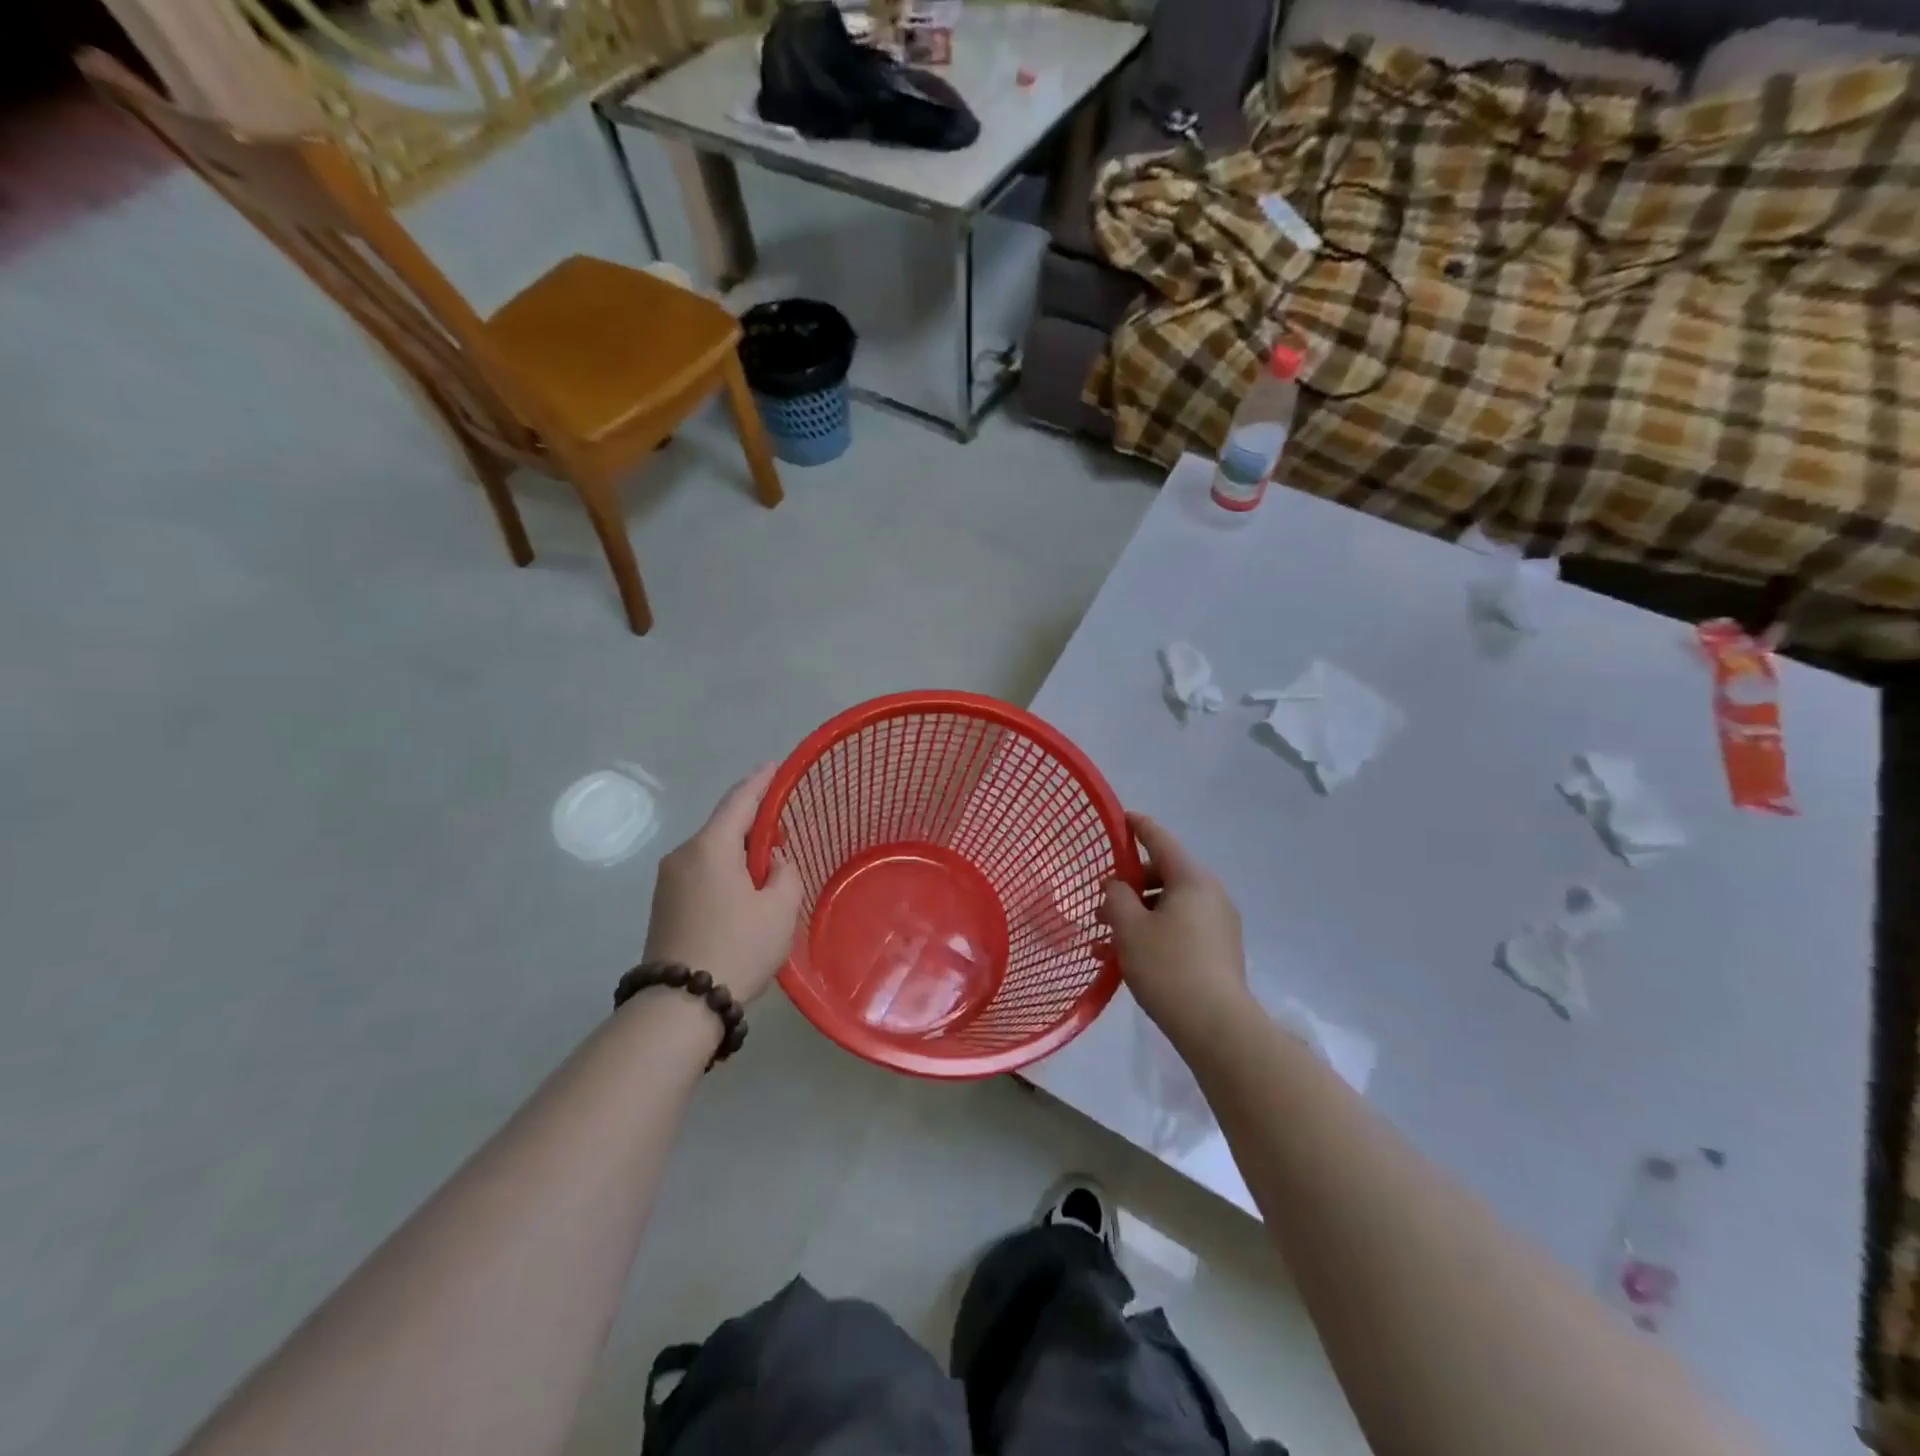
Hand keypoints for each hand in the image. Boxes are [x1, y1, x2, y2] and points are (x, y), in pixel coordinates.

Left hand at [643, 763, 802, 1003]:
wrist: (679, 1004)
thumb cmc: (738, 948)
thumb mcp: (779, 908)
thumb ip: (785, 873)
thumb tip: (773, 861)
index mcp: (711, 847)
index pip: (739, 800)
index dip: (761, 780)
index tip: (776, 764)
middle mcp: (683, 854)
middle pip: (724, 825)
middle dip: (754, 823)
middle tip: (784, 831)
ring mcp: (668, 880)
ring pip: (712, 851)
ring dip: (740, 852)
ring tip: (768, 869)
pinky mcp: (663, 903)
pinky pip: (701, 871)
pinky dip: (725, 870)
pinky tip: (743, 891)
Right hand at [1099, 813, 1250, 1050]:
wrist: (1217, 1027)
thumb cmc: (1168, 967)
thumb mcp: (1130, 928)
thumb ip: (1116, 897)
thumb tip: (1118, 886)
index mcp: (1192, 879)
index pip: (1160, 840)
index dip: (1137, 827)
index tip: (1120, 818)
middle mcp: (1210, 895)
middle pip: (1164, 875)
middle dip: (1129, 885)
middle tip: (1101, 901)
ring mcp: (1218, 924)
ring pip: (1169, 906)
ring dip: (1137, 914)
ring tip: (1105, 937)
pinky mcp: (1218, 951)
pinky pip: (1179, 928)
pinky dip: (1153, 933)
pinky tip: (1126, 958)